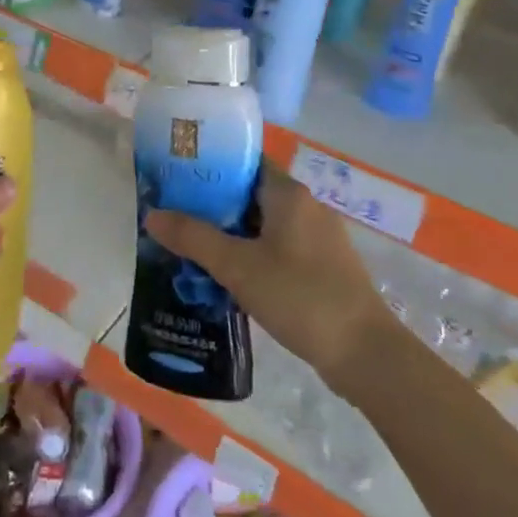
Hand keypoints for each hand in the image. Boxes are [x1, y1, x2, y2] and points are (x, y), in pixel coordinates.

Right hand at [146, 166, 392, 389]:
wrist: (365, 354)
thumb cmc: (300, 296)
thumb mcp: (238, 266)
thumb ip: (193, 238)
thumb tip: (151, 215)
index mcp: (288, 194)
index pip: (244, 162)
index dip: (211, 165)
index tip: (177, 177)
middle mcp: (306, 207)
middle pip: (250, 194)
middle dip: (213, 205)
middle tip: (176, 217)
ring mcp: (318, 239)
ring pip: (264, 225)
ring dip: (231, 234)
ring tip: (193, 248)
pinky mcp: (323, 267)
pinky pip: (278, 249)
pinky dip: (252, 255)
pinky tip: (229, 277)